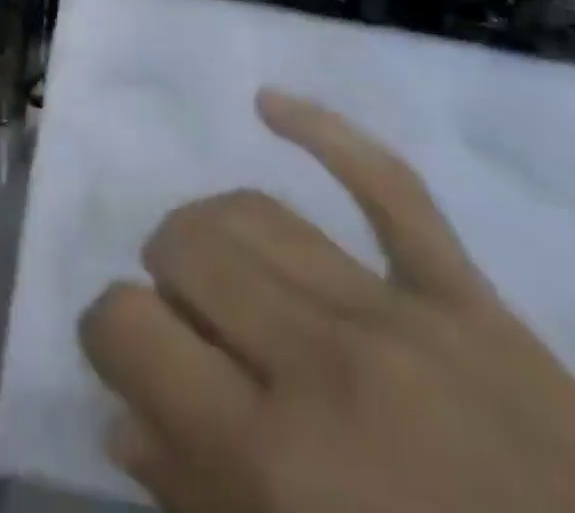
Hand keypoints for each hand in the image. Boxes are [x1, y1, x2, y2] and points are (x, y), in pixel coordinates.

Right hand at [79, 90, 574, 512]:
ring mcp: (400, 314)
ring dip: (210, 226)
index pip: (131, 326)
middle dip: (161, 276)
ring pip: (257, 213)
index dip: (107, 333)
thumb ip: (198, 510)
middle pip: (189, 246)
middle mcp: (321, 362)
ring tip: (213, 263)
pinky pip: (386, 184)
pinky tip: (270, 103)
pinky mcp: (467, 295)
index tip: (122, 356)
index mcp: (275, 462)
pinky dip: (322, 131)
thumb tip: (122, 422)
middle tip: (181, 325)